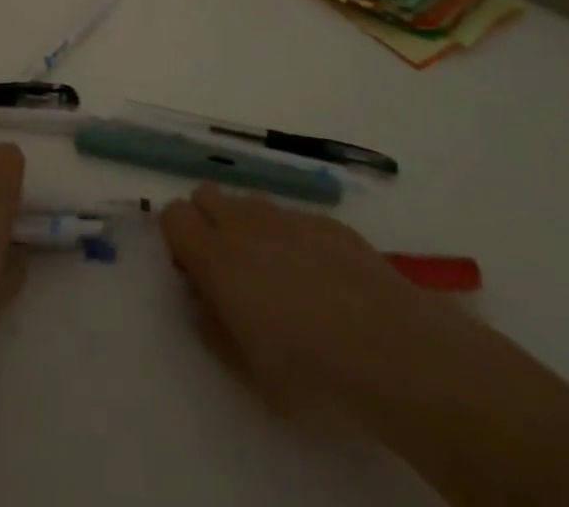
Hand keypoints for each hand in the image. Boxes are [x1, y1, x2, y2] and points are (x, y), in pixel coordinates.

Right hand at [160, 184, 490, 436]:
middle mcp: (246, 223)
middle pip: (205, 194)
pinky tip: (320, 280)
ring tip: (277, 276)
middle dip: (206, 221)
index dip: (176, 239)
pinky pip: (291, 217)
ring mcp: (288, 215)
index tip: (193, 273)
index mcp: (217, 258)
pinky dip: (290, 238)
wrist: (394, 350)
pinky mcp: (326, 220)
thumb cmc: (312, 373)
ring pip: (248, 202)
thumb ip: (213, 329)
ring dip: (247, 227)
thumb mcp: (249, 373)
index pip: (173, 215)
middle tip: (228, 270)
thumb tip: (201, 300)